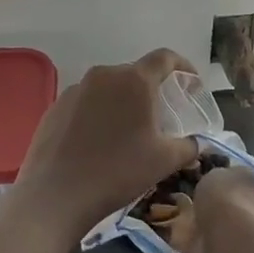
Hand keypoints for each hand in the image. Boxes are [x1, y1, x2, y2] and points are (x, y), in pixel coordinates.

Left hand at [16, 49, 200, 239]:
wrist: (56, 194)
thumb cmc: (117, 172)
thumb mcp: (163, 162)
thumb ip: (188, 146)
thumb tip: (197, 141)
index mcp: (134, 80)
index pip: (165, 58)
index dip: (183, 66)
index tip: (191, 84)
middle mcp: (105, 74)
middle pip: (136, 73)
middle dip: (152, 91)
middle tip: (161, 117)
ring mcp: (77, 88)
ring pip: (109, 88)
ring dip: (123, 102)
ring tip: (128, 132)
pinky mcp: (57, 105)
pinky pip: (87, 102)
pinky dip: (99, 114)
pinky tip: (98, 142)